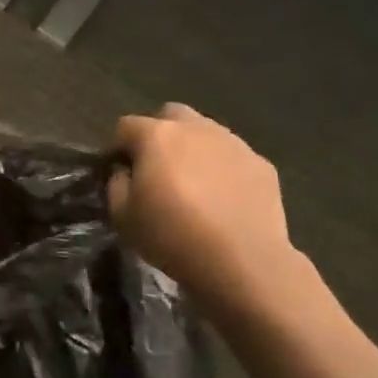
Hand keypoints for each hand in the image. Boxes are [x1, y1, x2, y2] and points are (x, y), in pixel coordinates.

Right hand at [109, 103, 297, 315]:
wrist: (243, 261)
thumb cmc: (172, 236)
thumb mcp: (122, 217)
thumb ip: (116, 184)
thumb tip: (124, 172)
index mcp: (157, 135)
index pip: (126, 126)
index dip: (118, 148)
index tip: (119, 172)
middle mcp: (195, 128)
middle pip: (170, 115)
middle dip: (159, 134)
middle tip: (157, 169)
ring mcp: (233, 143)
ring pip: (205, 132)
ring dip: (193, 149)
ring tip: (194, 183)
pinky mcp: (261, 163)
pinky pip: (233, 156)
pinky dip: (223, 168)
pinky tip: (223, 198)